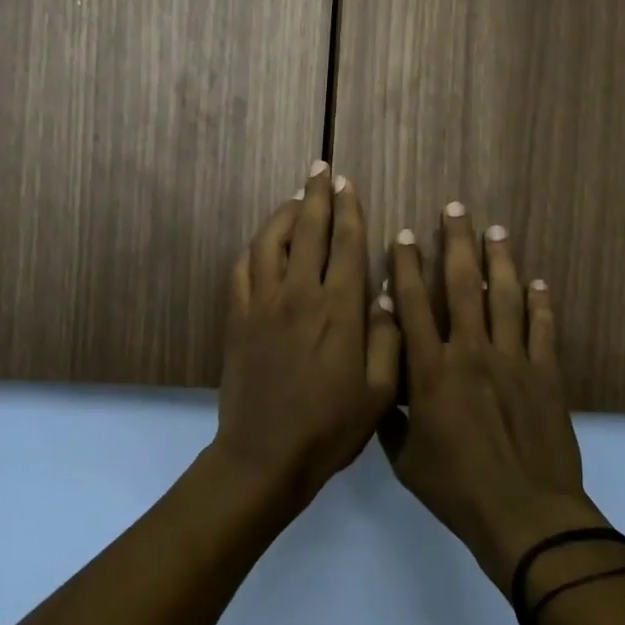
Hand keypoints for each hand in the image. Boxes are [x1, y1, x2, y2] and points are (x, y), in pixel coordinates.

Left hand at [214, 163, 402, 510]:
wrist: (265, 456)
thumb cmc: (330, 427)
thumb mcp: (379, 392)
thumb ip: (387, 337)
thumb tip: (386, 293)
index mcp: (340, 309)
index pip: (347, 244)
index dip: (349, 210)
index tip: (348, 184)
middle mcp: (300, 295)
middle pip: (308, 231)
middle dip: (317, 195)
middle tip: (322, 169)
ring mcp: (263, 304)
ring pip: (270, 242)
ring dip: (283, 213)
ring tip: (295, 196)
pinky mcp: (237, 318)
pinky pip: (243, 269)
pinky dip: (254, 248)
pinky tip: (262, 242)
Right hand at [379, 203, 599, 588]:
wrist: (524, 514)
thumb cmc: (456, 488)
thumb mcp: (406, 459)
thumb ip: (391, 417)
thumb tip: (382, 384)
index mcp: (430, 371)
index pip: (412, 306)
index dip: (406, 267)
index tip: (403, 236)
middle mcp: (470, 352)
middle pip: (461, 285)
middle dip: (456, 243)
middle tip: (456, 209)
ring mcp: (512, 360)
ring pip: (504, 297)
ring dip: (498, 261)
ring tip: (495, 231)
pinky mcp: (546, 374)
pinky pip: (543, 328)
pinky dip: (541, 303)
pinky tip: (538, 282)